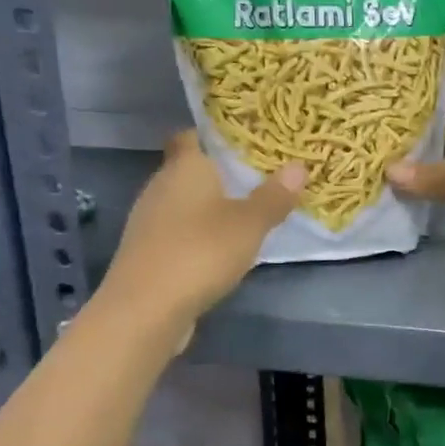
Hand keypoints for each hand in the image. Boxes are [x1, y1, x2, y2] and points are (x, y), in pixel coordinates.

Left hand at [104, 131, 303, 322]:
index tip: (242, 142)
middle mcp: (160, 185)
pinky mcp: (146, 252)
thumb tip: (299, 165)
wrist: (145, 310)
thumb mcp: (249, 224)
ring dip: (207, 207)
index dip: (213, 136)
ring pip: (182, 202)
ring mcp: (149, 221)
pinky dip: (196, 234)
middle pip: (188, 169)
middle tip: (257, 177)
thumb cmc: (200, 252)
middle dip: (218, 173)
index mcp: (184, 167)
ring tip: (244, 213)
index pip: (190, 136)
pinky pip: (177, 231)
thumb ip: (274, 196)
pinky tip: (219, 248)